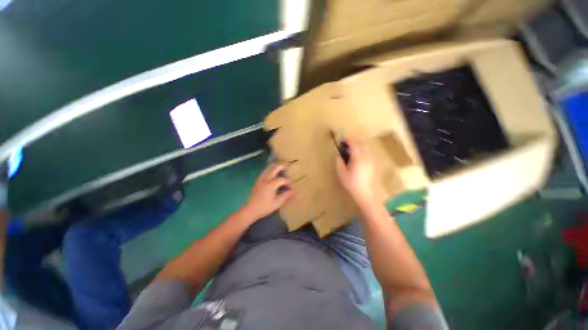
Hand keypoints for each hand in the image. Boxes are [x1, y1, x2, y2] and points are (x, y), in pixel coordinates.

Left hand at [244, 164, 292, 219]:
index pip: (282, 180)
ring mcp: (260, 180)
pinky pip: (264, 172)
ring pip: (267, 169)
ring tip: (279, 167)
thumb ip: (286, 196)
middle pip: (274, 169)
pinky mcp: (257, 182)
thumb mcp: (277, 203)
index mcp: (271, 184)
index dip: (288, 182)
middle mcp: (266, 179)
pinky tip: (270, 173)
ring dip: (274, 167)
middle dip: (281, 167)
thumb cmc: (265, 207)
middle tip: (286, 167)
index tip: (291, 187)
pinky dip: (268, 170)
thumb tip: (293, 191)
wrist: (251, 210)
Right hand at [335, 139, 377, 207]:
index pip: (353, 144)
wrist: (367, 194)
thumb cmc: (352, 184)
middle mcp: (366, 157)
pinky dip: (362, 152)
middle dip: (353, 143)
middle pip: (361, 145)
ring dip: (359, 147)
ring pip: (365, 149)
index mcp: (358, 157)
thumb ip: (339, 162)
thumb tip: (338, 155)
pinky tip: (358, 159)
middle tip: (346, 145)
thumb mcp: (341, 173)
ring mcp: (371, 161)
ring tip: (352, 152)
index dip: (348, 140)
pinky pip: (368, 154)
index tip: (342, 140)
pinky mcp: (374, 165)